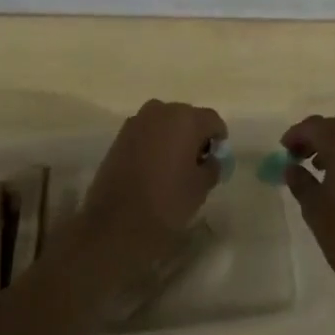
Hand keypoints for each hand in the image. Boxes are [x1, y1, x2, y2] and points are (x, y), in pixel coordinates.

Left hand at [76, 100, 226, 259]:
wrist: (116, 223)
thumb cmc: (166, 203)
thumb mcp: (201, 188)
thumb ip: (212, 166)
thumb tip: (210, 159)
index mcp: (186, 119)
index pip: (212, 120)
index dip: (218, 139)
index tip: (215, 160)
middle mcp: (161, 111)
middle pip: (187, 117)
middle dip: (194, 136)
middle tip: (196, 164)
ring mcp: (137, 121)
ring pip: (165, 123)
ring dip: (173, 138)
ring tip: (173, 167)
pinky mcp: (120, 135)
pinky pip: (146, 132)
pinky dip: (154, 143)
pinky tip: (153, 169)